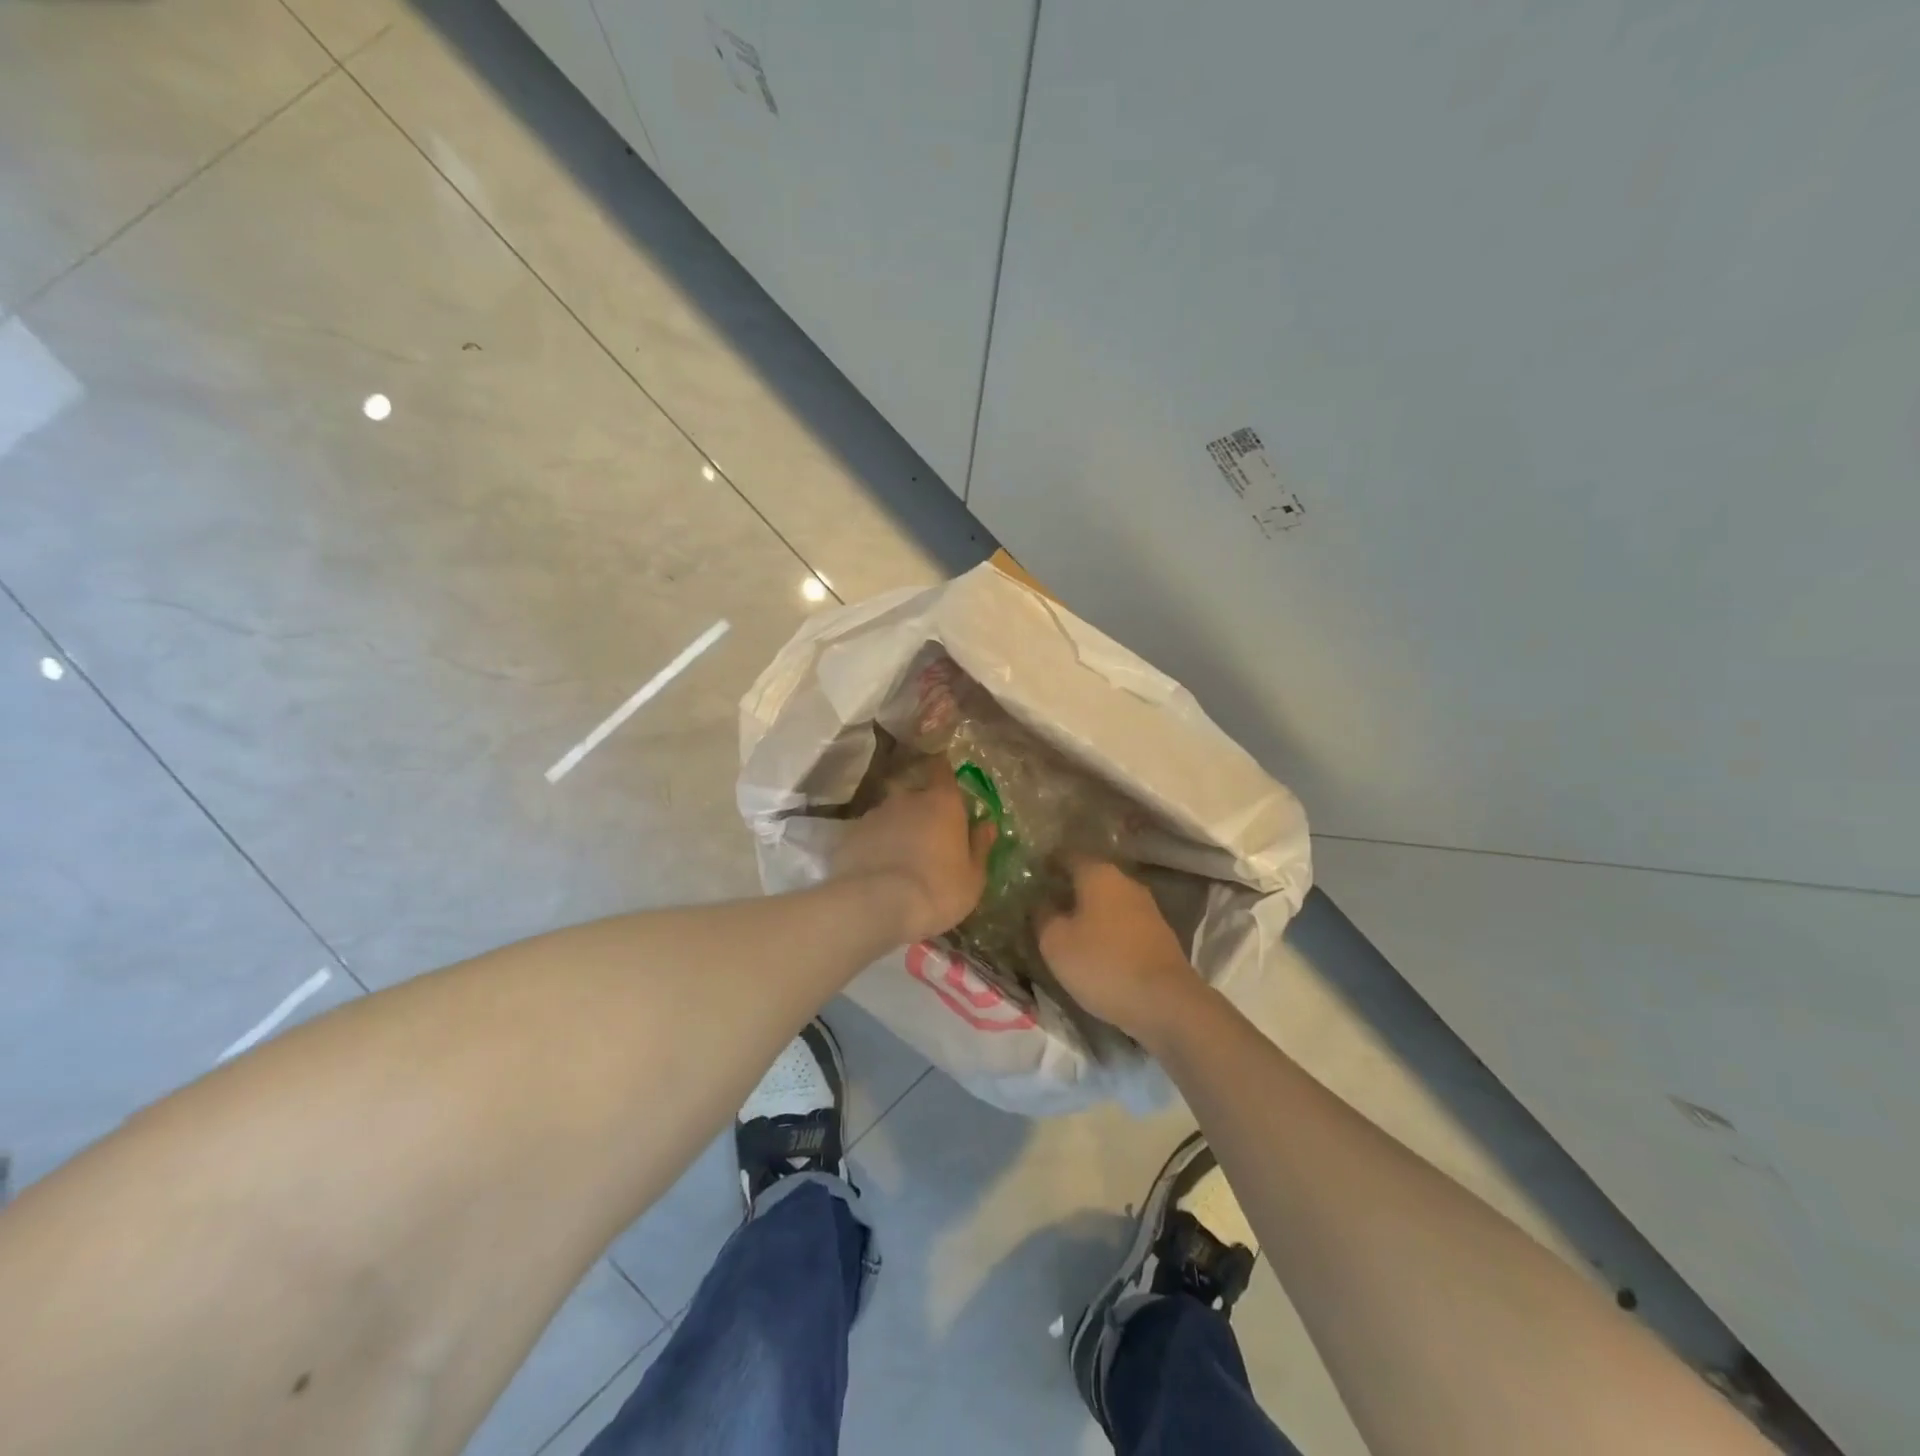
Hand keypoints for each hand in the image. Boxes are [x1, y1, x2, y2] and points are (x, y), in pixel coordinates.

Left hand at [833, 767, 996, 943]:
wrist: (877, 905)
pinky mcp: (851, 834)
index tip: (943, 776)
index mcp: (943, 803)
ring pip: (891, 814)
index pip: (943, 770)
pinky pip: (869, 834)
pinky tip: (877, 868)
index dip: (943, 771)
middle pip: (916, 794)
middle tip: (926, 836)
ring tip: (899, 857)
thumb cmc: (938, 890)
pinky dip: (875, 845)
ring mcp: (876, 814)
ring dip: (896, 828)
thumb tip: (987, 825)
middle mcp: (908, 799)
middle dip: (921, 810)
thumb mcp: (973, 877)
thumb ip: (980, 847)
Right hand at [1037, 861, 1203, 1041]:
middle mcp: (1126, 882)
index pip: (1066, 855)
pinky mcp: (1159, 935)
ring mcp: (1147, 908)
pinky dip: (1107, 930)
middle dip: (1067, 889)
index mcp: (1098, 874)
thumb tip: (1040, 901)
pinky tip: (1095, 950)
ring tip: (1066, 931)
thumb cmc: (1102, 963)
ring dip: (1088, 912)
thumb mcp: (1056, 942)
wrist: (1166, 1003)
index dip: (1046, 864)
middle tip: (1043, 906)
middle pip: (1090, 877)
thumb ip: (1042, 915)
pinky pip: (1123, 923)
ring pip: (1108, 901)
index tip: (1030, 878)